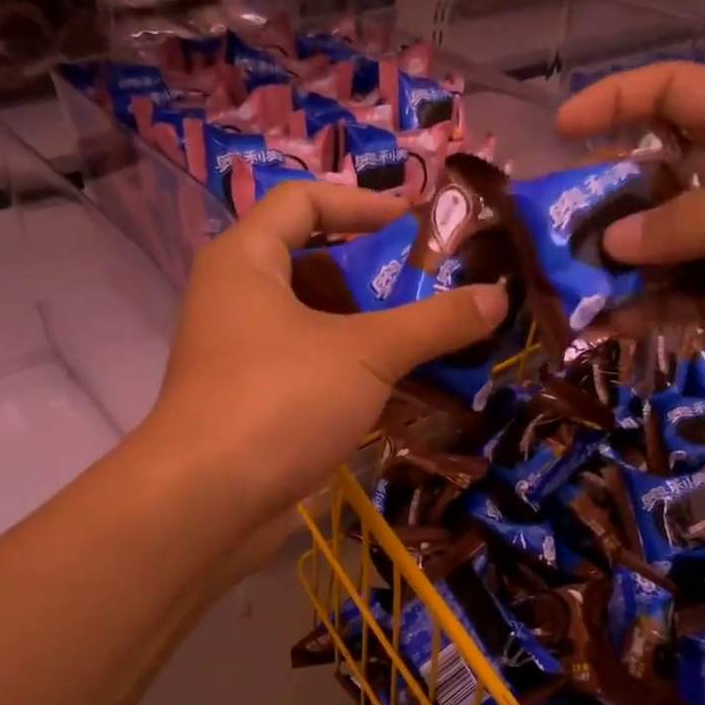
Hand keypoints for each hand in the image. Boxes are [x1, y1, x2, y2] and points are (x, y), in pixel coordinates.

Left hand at [147, 181, 506, 521]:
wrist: (206, 503)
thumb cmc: (279, 400)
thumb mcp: (366, 354)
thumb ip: (434, 322)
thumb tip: (499, 296)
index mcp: (246, 260)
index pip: (303, 200)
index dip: (361, 204)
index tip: (415, 224)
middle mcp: (236, 298)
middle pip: (314, 265)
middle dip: (377, 277)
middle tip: (436, 289)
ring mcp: (241, 354)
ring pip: (316, 324)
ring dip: (372, 331)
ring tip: (432, 341)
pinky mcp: (253, 402)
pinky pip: (311, 369)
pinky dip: (353, 373)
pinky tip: (404, 391)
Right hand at [558, 62, 704, 410]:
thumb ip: (696, 224)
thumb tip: (609, 243)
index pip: (676, 94)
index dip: (616, 100)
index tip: (560, 129)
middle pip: (647, 176)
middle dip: (597, 199)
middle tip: (547, 232)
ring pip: (650, 245)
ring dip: (607, 265)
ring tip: (561, 288)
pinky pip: (667, 299)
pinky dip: (634, 311)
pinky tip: (601, 327)